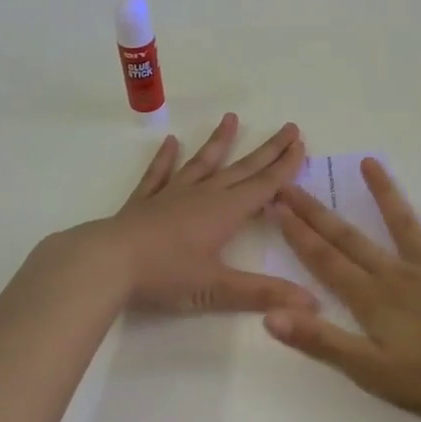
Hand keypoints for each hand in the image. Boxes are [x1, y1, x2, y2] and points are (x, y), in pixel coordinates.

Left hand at [80, 114, 316, 314]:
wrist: (108, 262)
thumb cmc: (165, 274)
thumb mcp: (217, 289)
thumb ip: (263, 293)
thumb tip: (312, 304)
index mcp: (225, 212)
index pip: (263, 186)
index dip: (285, 166)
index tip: (300, 143)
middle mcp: (203, 195)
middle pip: (242, 168)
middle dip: (267, 150)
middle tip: (288, 127)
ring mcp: (172, 194)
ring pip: (202, 163)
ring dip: (219, 142)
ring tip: (231, 118)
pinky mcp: (144, 201)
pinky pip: (159, 174)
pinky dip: (166, 158)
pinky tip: (171, 142)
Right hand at [264, 160, 420, 418]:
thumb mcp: (372, 371)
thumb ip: (322, 341)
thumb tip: (270, 314)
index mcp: (373, 299)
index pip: (326, 261)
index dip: (298, 234)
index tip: (277, 204)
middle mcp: (399, 274)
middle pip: (351, 238)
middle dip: (319, 212)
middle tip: (294, 183)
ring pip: (404, 224)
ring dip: (384, 193)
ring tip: (369, 161)